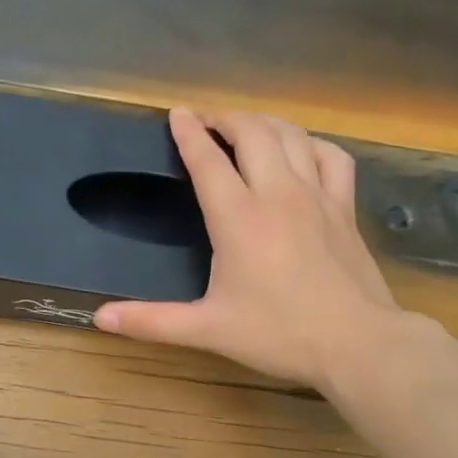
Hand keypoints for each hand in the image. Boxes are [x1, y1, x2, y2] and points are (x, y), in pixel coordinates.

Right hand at [94, 109, 418, 393]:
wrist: (356, 343)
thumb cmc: (278, 334)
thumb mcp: (207, 330)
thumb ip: (152, 321)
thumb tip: (100, 318)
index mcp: (238, 218)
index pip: (208, 160)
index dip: (189, 132)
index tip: (177, 113)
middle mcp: (277, 194)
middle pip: (252, 132)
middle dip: (226, 118)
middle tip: (207, 122)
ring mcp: (317, 196)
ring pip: (291, 136)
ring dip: (265, 123)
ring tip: (246, 128)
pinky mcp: (344, 208)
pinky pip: (331, 156)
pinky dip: (311, 144)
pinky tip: (302, 151)